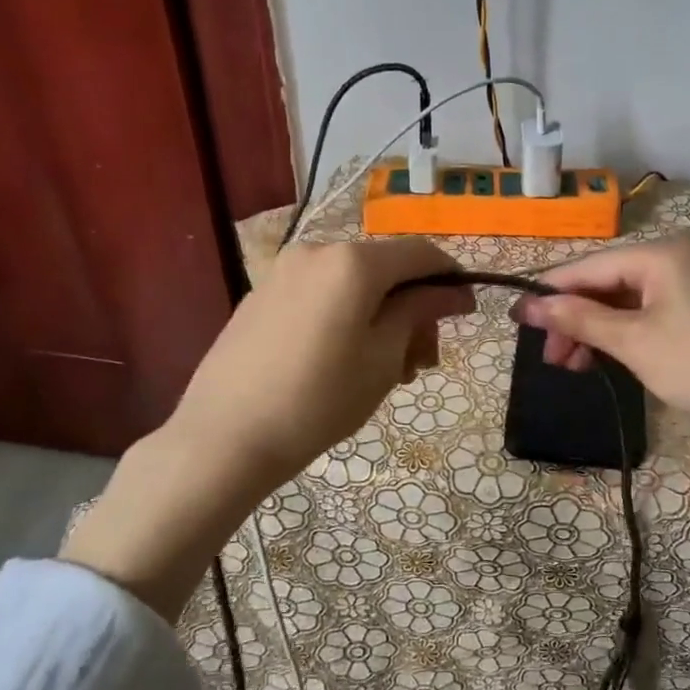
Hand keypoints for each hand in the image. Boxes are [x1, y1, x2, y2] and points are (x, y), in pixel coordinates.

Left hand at [166, 237, 473, 485]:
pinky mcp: (261, 297)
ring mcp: (283, 273)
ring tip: (386, 369)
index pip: (420, 253)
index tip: (465, 313)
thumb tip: (450, 291)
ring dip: (381, 316)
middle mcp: (316, 251)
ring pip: (352, 284)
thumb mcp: (383, 358)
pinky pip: (321, 295)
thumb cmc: (319, 400)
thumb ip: (418, 312)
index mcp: (352, 262)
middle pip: (385, 269)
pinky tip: (345, 360)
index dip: (450, 279)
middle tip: (422, 362)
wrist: (224, 438)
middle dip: (413, 308)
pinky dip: (347, 316)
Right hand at [513, 234, 689, 451]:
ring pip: (629, 299)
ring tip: (571, 366)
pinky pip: (652, 311)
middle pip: (609, 282)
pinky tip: (606, 358)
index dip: (549, 292)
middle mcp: (681, 254)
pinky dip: (626, 333)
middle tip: (550, 358)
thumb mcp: (634, 342)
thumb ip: (580, 318)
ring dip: (597, 330)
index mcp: (663, 252)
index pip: (589, 267)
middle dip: (575, 319)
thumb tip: (530, 305)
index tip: (516, 319)